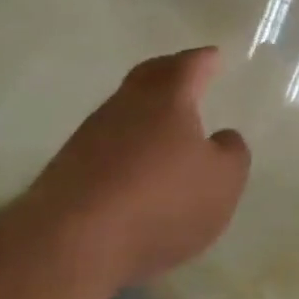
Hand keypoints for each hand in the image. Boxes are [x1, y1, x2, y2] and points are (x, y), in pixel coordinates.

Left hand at [27, 47, 250, 291]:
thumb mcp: (221, 182)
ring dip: (143, 113)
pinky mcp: (68, 168)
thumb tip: (223, 137)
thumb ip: (231, 154)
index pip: (188, 67)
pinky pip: (105, 144)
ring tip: (162, 126)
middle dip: (168, 72)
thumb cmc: (162, 202)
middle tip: (184, 73)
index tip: (213, 56)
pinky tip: (133, 167)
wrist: (74, 242)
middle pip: (148, 77)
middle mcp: (125, 106)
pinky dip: (124, 146)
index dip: (203, 61)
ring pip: (123, 110)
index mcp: (166, 99)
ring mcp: (90, 135)